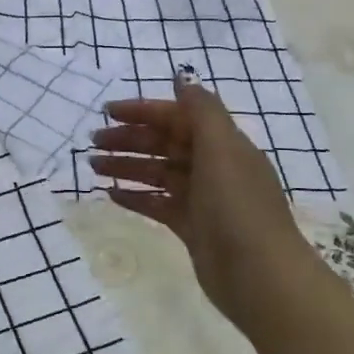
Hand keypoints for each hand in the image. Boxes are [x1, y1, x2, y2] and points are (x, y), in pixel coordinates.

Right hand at [89, 79, 319, 332]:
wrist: (260, 276)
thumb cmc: (238, 206)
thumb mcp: (223, 149)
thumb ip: (201, 111)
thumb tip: (183, 77)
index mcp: (223, 144)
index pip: (178, 117)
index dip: (144, 111)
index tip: (108, 112)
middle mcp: (213, 167)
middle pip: (165, 144)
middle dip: (130, 140)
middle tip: (93, 142)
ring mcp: (203, 199)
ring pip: (158, 174)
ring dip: (127, 166)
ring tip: (93, 167)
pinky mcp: (192, 228)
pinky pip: (158, 204)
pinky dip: (136, 197)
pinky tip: (111, 195)